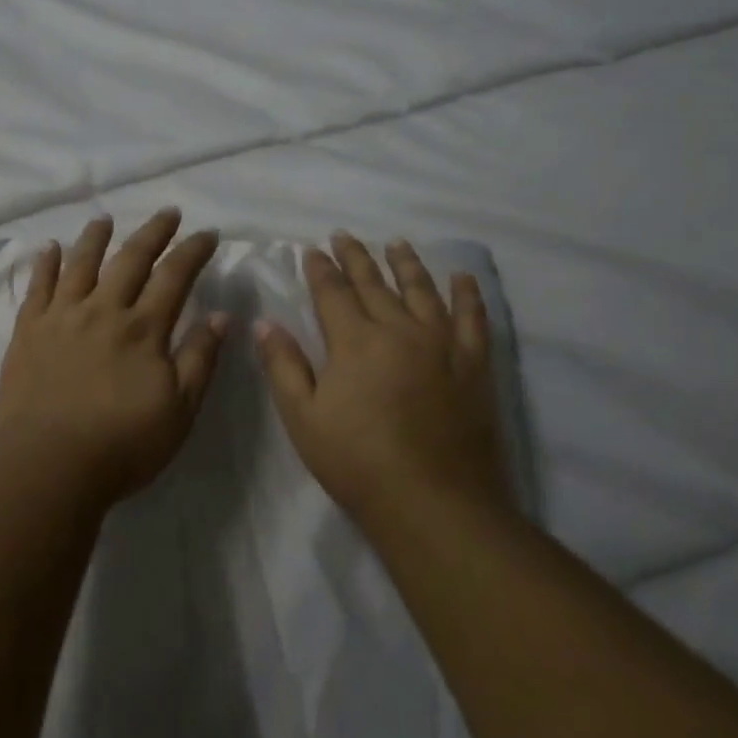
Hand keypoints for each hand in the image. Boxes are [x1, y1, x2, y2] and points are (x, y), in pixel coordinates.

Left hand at [0, 209, 227, 503]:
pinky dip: (45, 264)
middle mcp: (103, 310)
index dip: (193, 251)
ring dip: (96, 237)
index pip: (174, 276)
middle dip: (153, 232)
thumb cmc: (122, 444)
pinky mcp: (29, 331)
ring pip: (81, 264)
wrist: (47, 465)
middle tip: (168, 212)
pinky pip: (38, 287)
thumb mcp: (179, 410)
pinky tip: (49, 248)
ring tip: (105, 219)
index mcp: (143, 328)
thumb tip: (220, 316)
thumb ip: (200, 360)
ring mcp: (62, 317)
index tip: (207, 233)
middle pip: (131, 259)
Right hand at [255, 233, 507, 522]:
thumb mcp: (303, 418)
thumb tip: (264, 323)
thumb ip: (283, 365)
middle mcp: (398, 329)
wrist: (433, 502)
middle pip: (374, 283)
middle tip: (344, 235)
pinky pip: (472, 319)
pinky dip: (467, 295)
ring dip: (406, 263)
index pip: (332, 292)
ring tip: (396, 244)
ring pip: (421, 290)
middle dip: (356, 257)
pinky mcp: (473, 364)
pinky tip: (462, 277)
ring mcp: (440, 344)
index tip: (313, 250)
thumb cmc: (357, 462)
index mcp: (354, 341)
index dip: (320, 269)